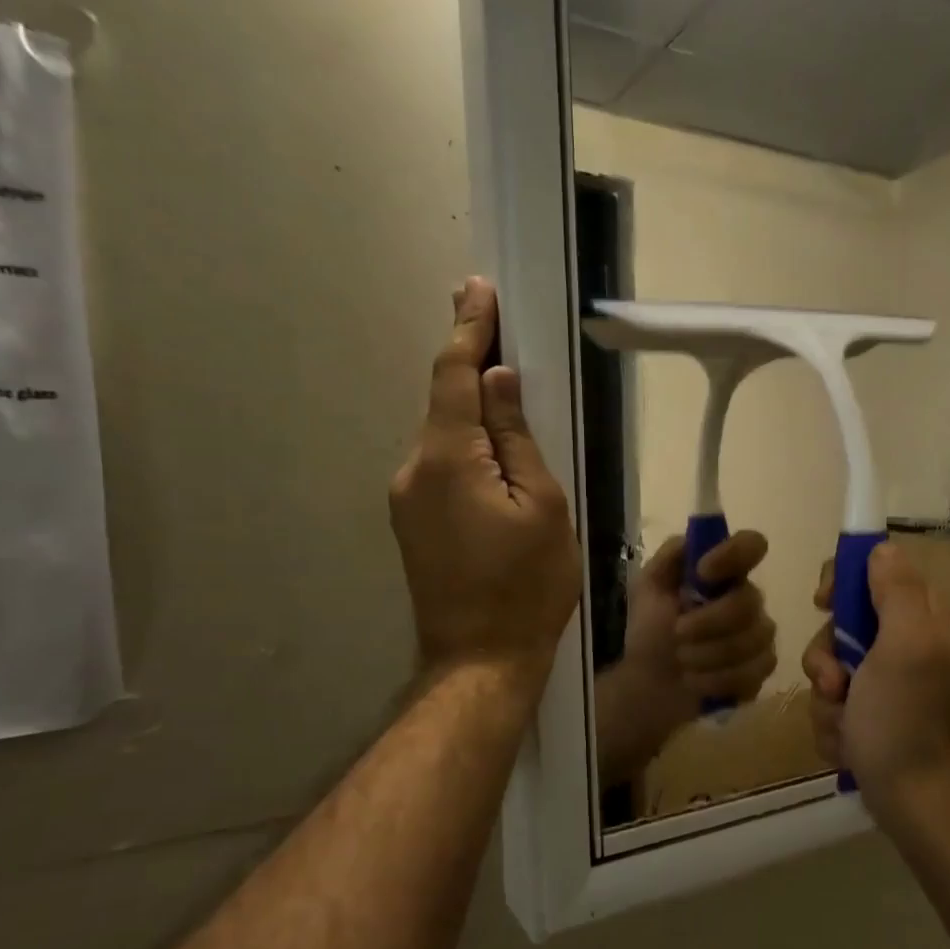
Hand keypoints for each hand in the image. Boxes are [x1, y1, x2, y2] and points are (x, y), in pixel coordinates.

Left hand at [389, 279, 580, 696]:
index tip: (477, 289)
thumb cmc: (527, 585)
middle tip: (500, 330)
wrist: (480, 659)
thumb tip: (498, 380)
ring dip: (472, 413)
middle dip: (471, 365)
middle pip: (445, 403)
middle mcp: (414, 468)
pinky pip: (440, 467)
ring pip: (444, 437)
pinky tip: (494, 459)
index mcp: (449, 458)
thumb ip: (517, 438)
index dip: (469, 329)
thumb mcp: (543, 506)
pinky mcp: (411, 522)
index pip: (456, 375)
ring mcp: (406, 498)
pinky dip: (465, 448)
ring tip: (509, 400)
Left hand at [597, 531, 776, 785]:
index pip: (752, 546)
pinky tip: (696, 682)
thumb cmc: (650, 631)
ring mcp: (759, 637)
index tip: (703, 572)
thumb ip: (670, 557)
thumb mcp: (648, 588)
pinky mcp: (760, 671)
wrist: (648, 684)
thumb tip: (693, 540)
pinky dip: (716, 680)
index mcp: (724, 574)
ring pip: (751, 640)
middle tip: (677, 633)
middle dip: (708, 622)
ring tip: (682, 662)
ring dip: (707, 654)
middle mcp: (748, 600)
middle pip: (749, 601)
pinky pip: (751, 672)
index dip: (734, 555)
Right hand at [802, 542, 949, 827]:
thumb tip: (880, 549)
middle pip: (839, 624)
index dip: (840, 582)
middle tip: (838, 683)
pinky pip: (831, 704)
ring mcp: (885, 683)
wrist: (915, 801)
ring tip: (846, 726)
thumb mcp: (905, 645)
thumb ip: (895, 591)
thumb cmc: (905, 721)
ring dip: (827, 700)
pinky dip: (833, 726)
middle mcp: (904, 644)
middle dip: (827, 658)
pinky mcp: (870, 716)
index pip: (871, 571)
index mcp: (920, 617)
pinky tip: (849, 746)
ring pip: (829, 668)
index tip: (823, 604)